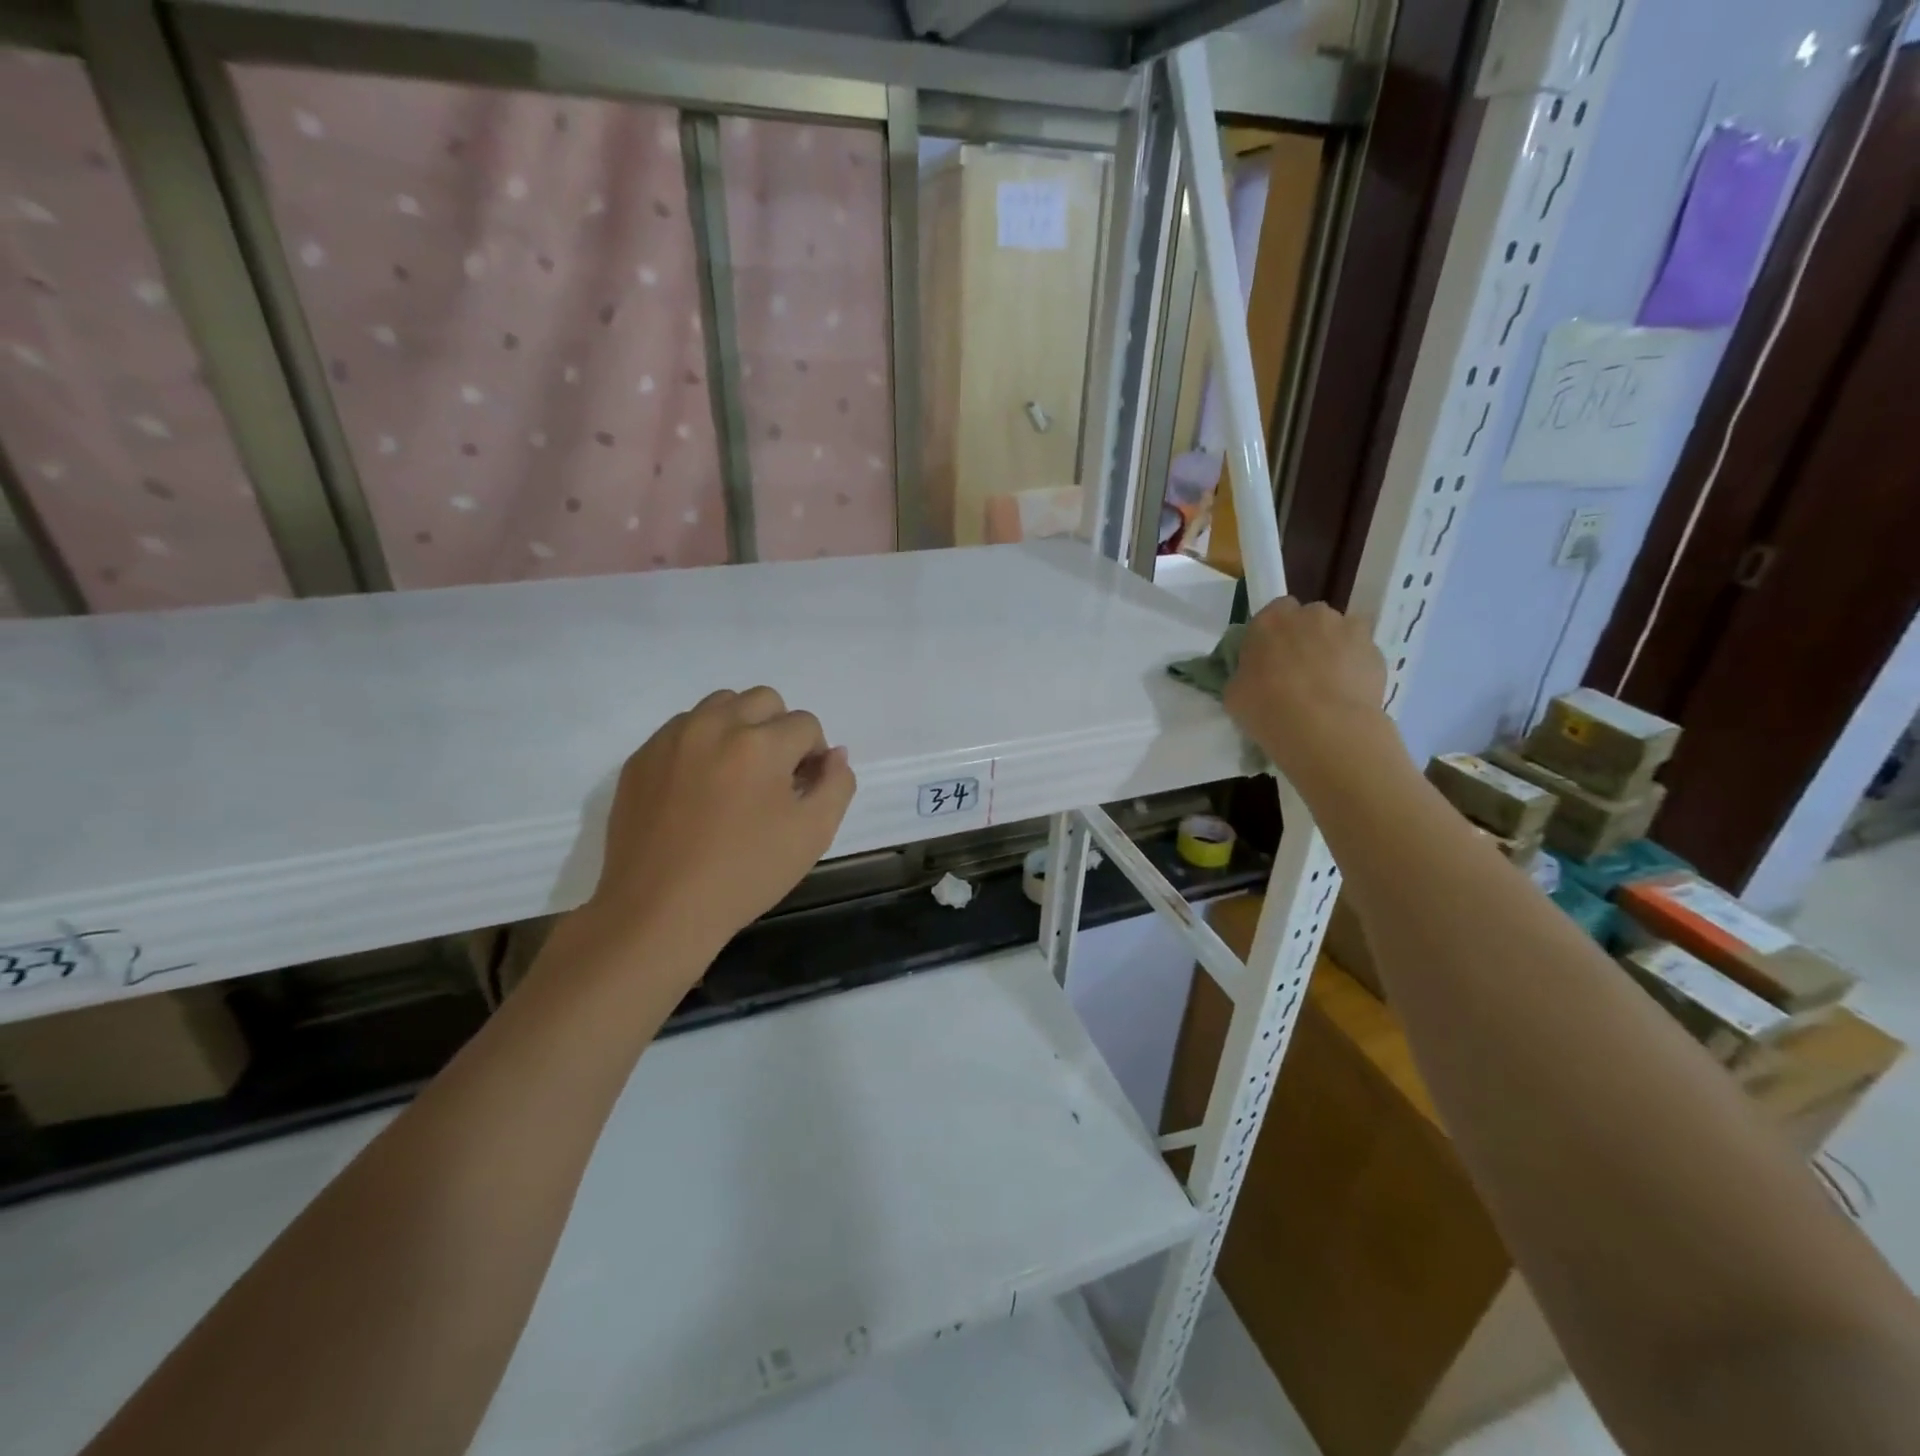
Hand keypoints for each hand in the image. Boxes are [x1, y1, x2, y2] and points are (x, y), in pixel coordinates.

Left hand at [584, 687, 856, 964]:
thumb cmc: (745, 874)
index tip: (803, 789)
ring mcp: (672, 738)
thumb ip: (837, 784)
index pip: (806, 724)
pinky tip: (699, 789)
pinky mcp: (641, 757)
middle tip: (774, 776)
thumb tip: (834, 755)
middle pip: (763, 700)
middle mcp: (715, 725)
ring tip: (736, 776)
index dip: (814, 755)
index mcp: (761, 743)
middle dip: (779, 729)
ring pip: (720, 706)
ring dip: (740, 728)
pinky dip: (701, 744)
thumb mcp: (813, 834)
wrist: (658, 910)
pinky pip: (682, 729)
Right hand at [1222, 598, 1394, 785]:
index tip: (1271, 657)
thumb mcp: (1234, 693)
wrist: (1324, 729)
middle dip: (1306, 638)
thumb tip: (1254, 675)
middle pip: (1309, 618)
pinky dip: (1356, 667)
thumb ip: (1245, 673)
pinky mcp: (1376, 650)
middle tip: (1299, 671)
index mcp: (1270, 620)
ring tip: (1328, 685)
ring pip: (1340, 633)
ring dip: (1334, 649)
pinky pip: (1362, 653)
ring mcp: (1348, 629)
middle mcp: (1310, 614)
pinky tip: (1348, 694)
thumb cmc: (1267, 708)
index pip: (1274, 612)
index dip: (1274, 634)